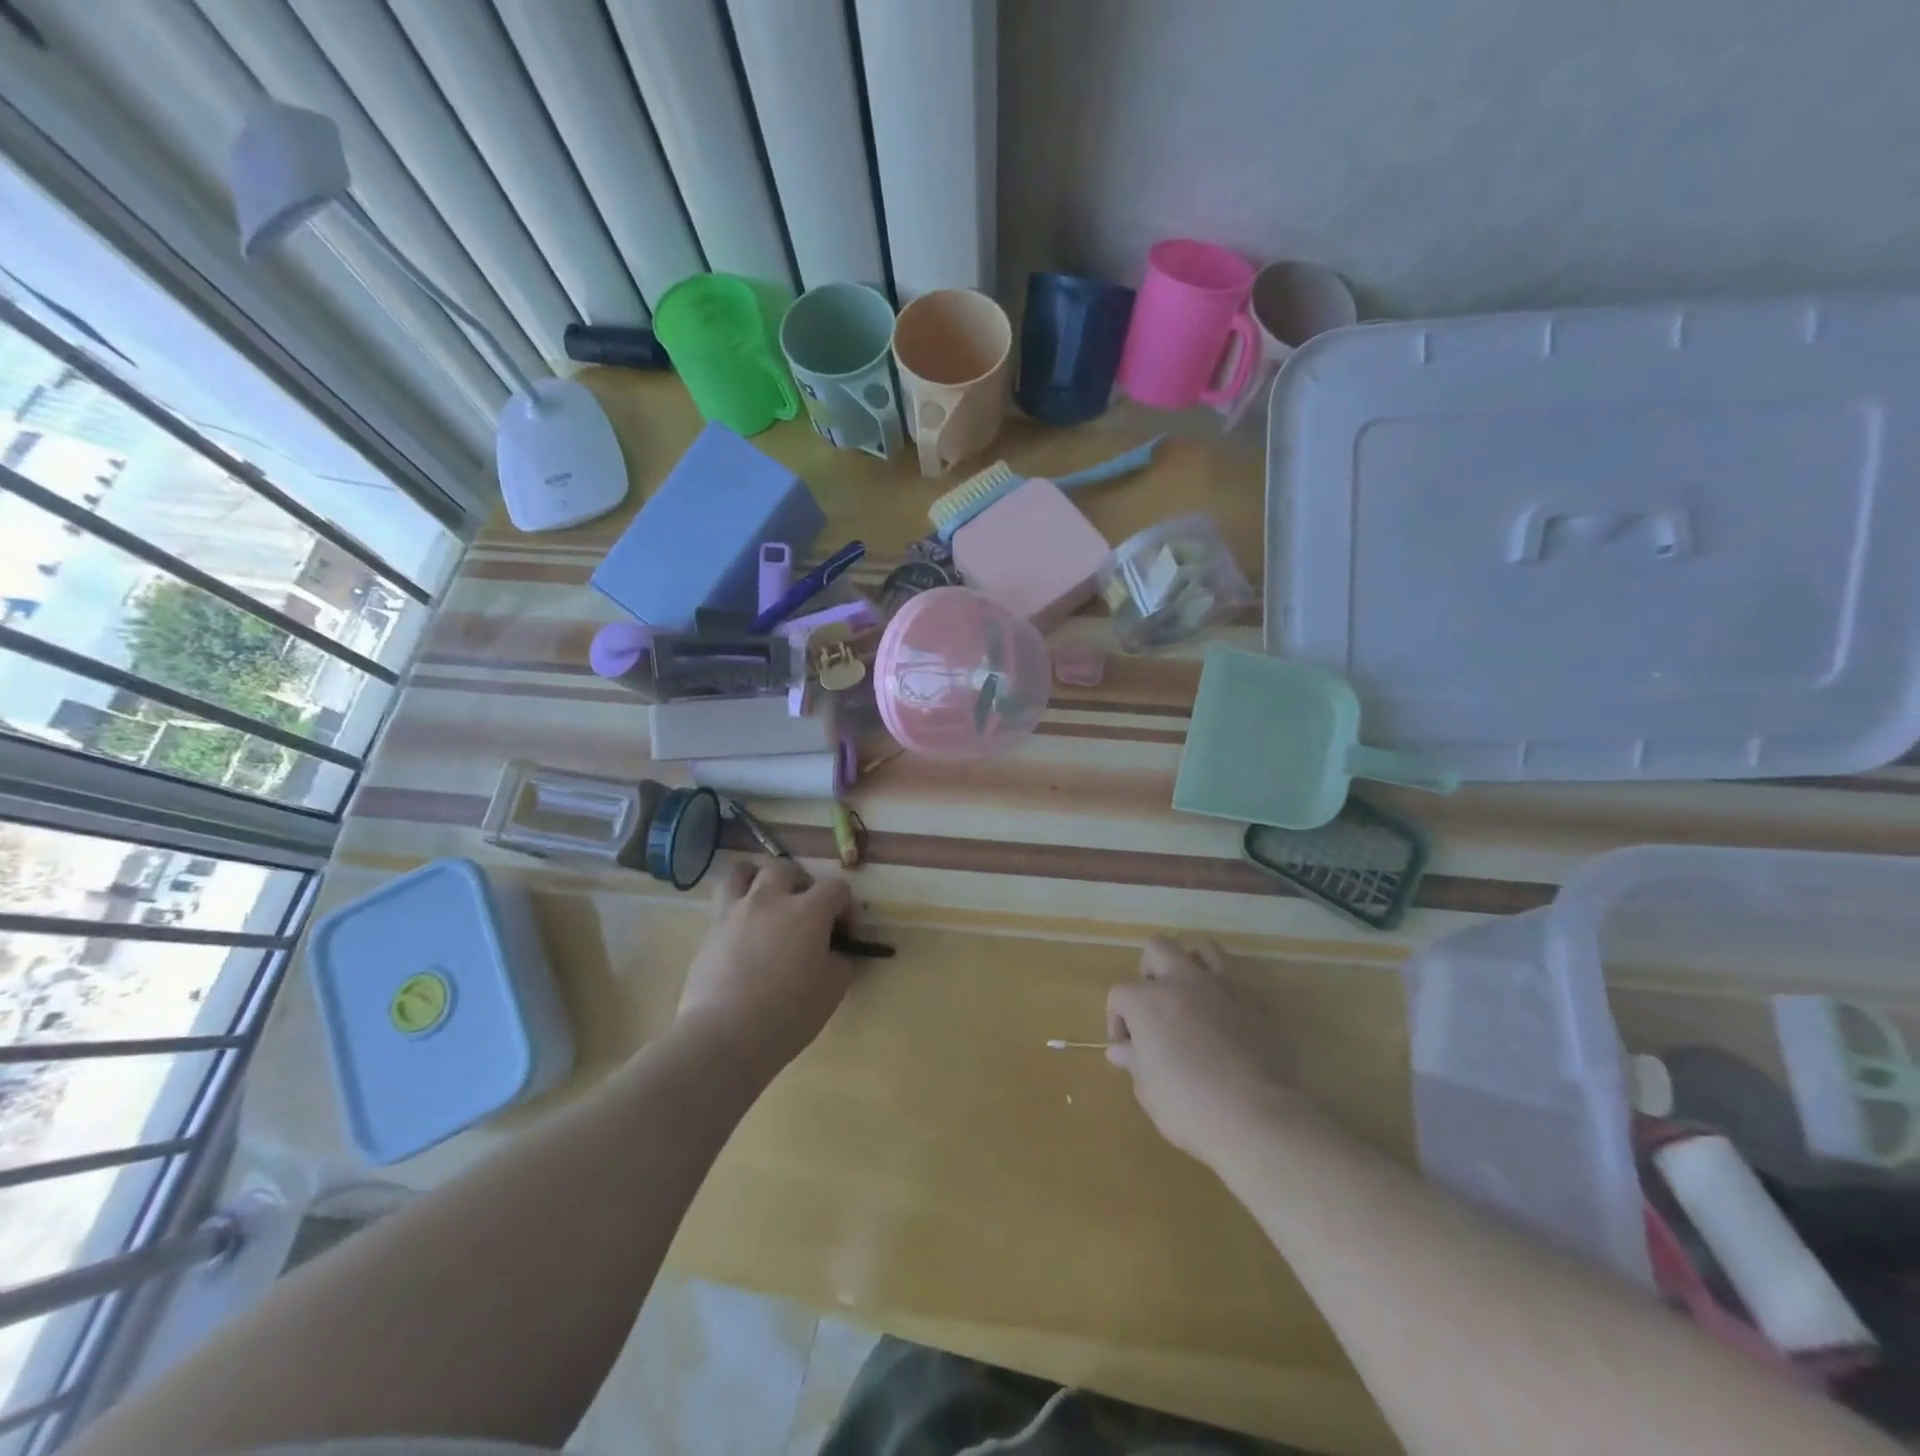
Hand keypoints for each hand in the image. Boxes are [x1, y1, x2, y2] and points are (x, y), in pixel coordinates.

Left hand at [676, 859, 856, 1074]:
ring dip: (757, 878)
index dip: (846, 906)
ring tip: (764, 899)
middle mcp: (771, 900)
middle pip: (787, 869)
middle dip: (801, 883)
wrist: (724, 1036)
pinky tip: (742, 931)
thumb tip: (834, 953)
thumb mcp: (832, 990)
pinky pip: (723, 902)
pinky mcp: (709, 930)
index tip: (847, 932)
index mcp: (808, 911)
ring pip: (743, 872)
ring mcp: (735, 911)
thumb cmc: (788, 1014)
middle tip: (804, 911)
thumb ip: (840, 961)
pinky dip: (735, 906)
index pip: (836, 888)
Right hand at [1106, 938, 1294, 1168]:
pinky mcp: (1256, 1001)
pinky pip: (1236, 979)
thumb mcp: (1150, 1090)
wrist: (1258, 1118)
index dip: (1117, 1019)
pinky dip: (1225, 990)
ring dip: (1190, 964)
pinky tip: (1225, 1017)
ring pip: (1202, 948)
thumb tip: (1120, 1050)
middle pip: (1157, 948)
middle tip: (1154, 1004)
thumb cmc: (1190, 1107)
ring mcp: (1222, 986)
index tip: (1126, 1047)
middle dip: (1150, 971)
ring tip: (1190, 994)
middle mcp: (1182, 981)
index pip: (1120, 994)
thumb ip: (1135, 1062)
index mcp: (1147, 1001)